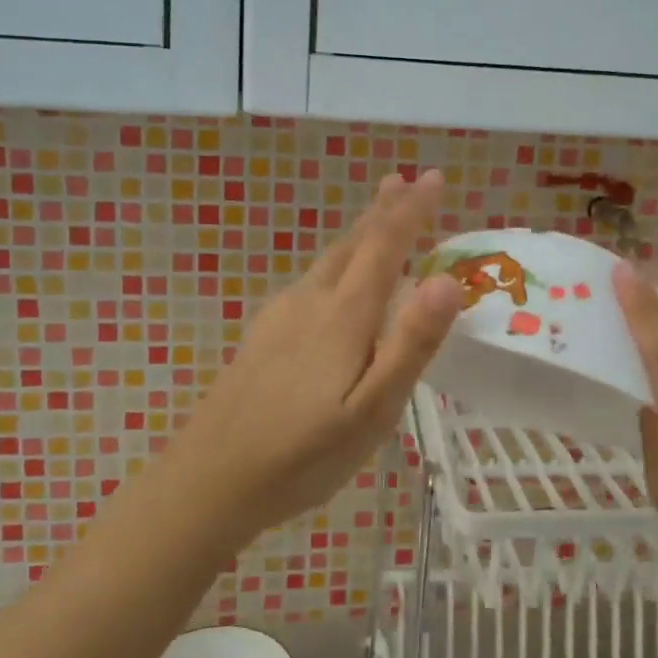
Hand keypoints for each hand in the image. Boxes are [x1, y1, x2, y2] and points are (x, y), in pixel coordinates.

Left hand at [171, 170, 460, 540]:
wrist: (210, 480)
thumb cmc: (301, 455)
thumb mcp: (371, 412)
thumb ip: (410, 346)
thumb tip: (447, 280)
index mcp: (341, 317)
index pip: (384, 247)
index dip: (411, 211)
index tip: (432, 178)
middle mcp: (309, 303)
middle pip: (351, 245)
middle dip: (382, 211)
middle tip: (404, 180)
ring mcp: (279, 317)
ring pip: (327, 262)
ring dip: (358, 235)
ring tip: (377, 219)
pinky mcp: (262, 336)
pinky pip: (310, 282)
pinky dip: (336, 264)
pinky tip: (331, 281)